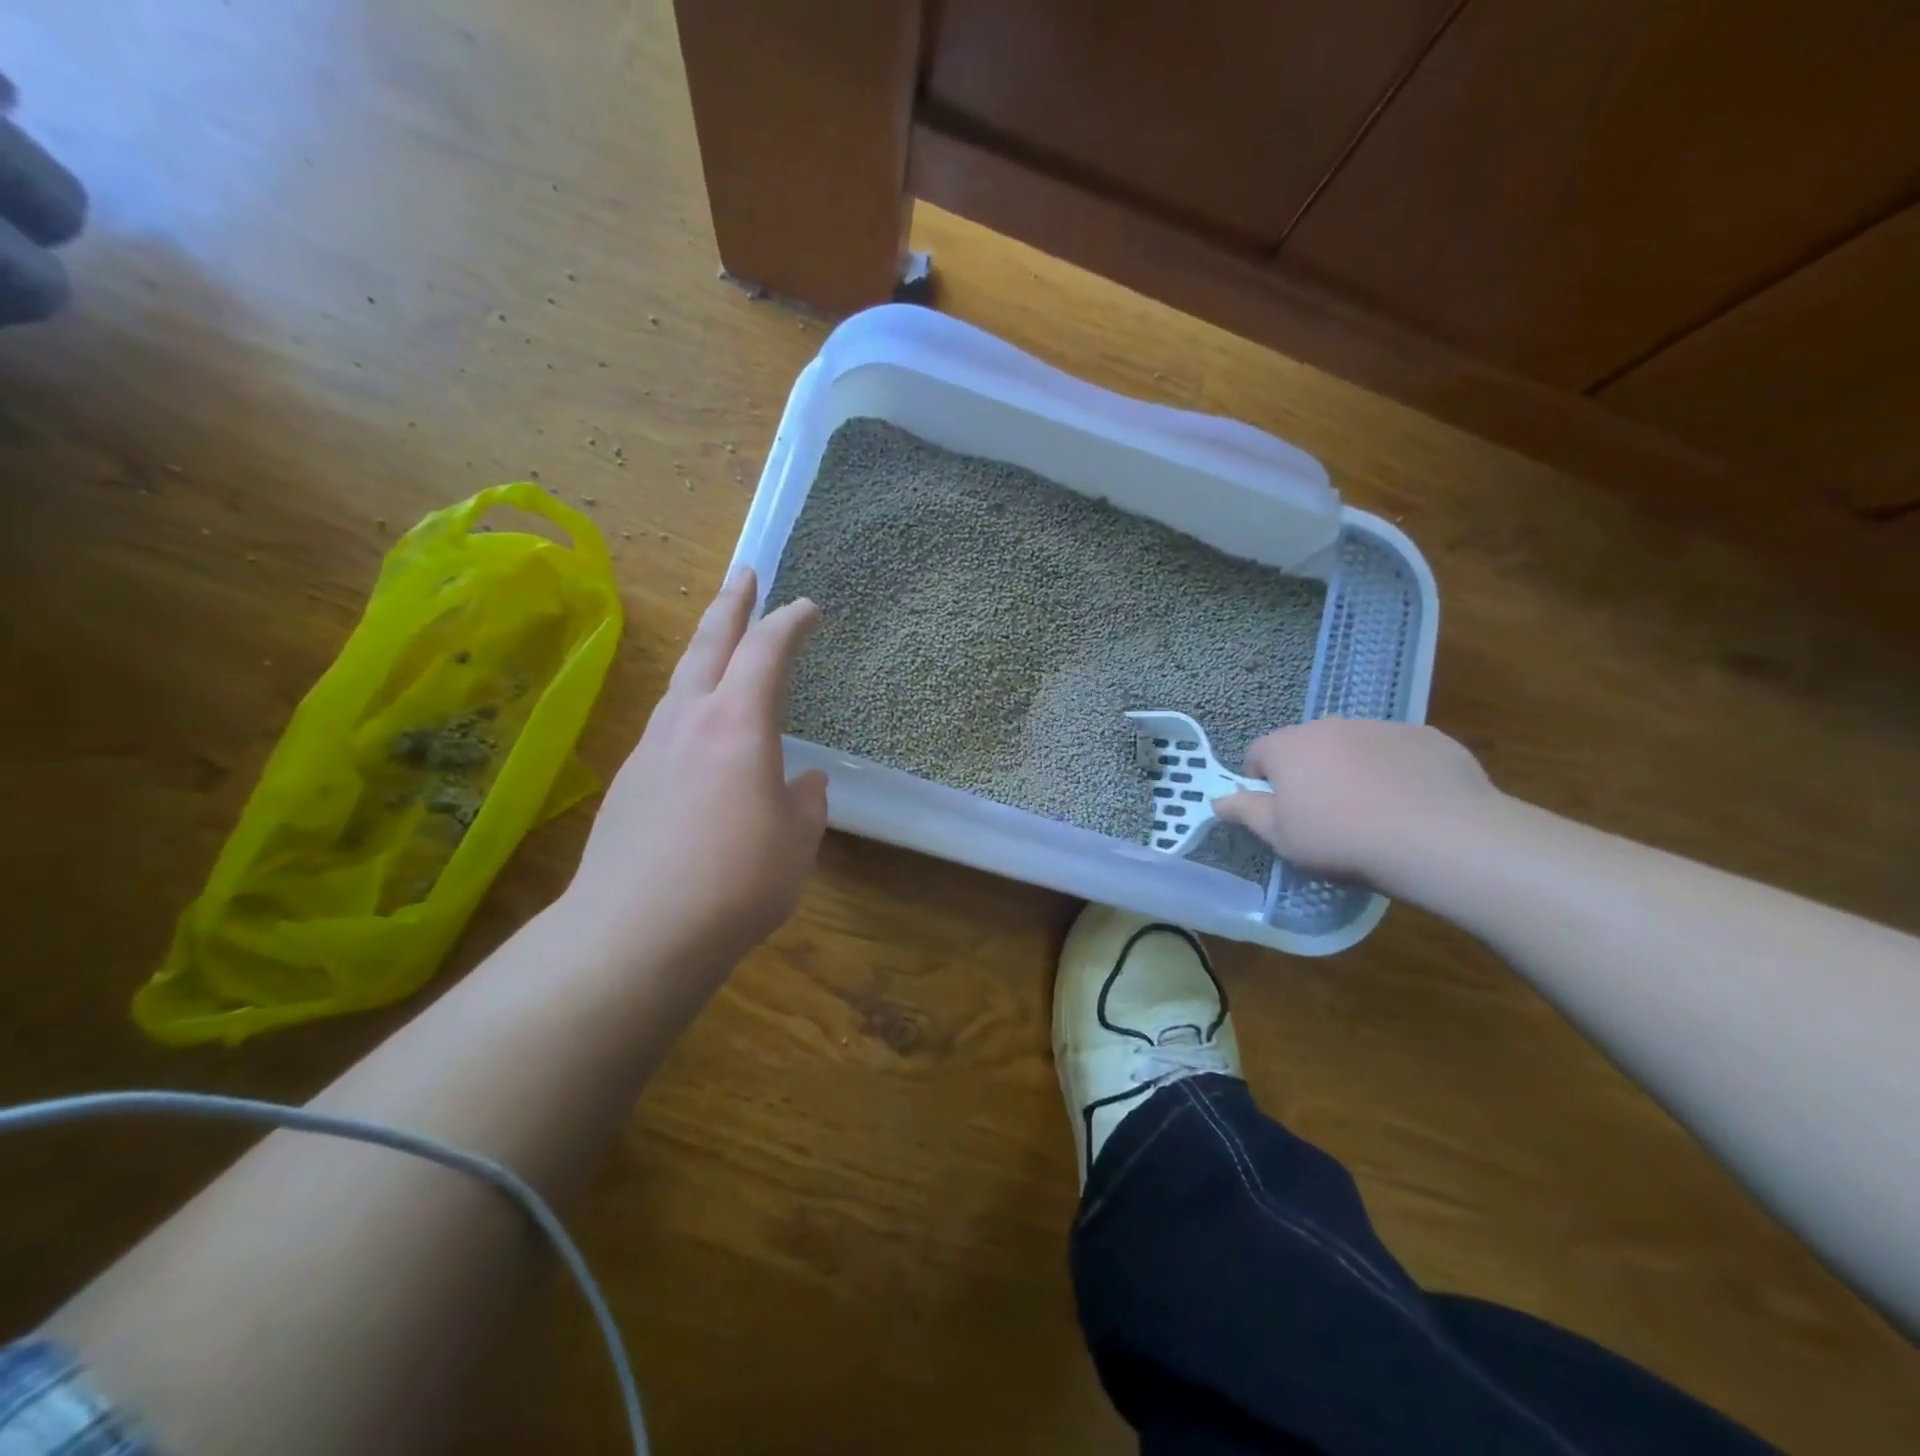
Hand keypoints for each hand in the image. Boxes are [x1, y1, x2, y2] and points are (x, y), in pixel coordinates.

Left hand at [567, 567, 827, 975]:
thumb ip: (804, 804)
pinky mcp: (628, 784)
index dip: (790, 623)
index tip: (809, 608)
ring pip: (680, 684)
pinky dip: (689, 711)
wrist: (635, 933)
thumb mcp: (796, 843)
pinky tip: (699, 741)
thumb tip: (804, 782)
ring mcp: (650, 750)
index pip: (766, 653)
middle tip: (744, 573)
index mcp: (737, 725)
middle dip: (730, 604)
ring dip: (704, 655)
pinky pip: (666, 727)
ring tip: (720, 649)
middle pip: (708, 645)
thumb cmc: (736, 881)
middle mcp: (688, 722)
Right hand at [1212, 719, 1495, 883]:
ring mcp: (1381, 726)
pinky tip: (1411, 805)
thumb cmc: (1341, 839)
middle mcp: (1330, 725)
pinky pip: (1398, 752)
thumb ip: (1246, 812)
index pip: (1258, 754)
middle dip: (1309, 773)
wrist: (1438, 836)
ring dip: (1352, 769)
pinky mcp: (1427, 737)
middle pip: (1306, 746)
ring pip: (1353, 746)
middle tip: (1324, 815)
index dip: (1262, 784)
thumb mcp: (1281, 837)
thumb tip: (1216, 799)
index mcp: (1289, 747)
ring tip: (1372, 812)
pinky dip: (1396, 771)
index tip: (1279, 812)